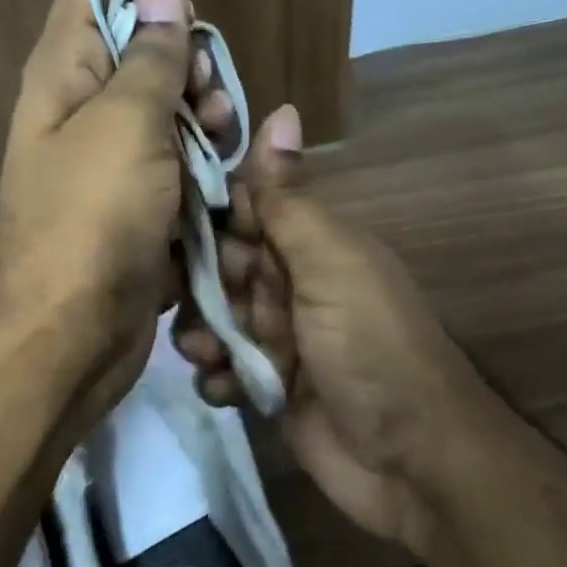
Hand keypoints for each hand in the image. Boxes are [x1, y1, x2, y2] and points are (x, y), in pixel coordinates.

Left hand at [0, 0, 232, 419]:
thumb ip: (148, 58)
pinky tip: (223, 189)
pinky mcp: (140, 212)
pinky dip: (204, 174)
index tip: (185, 26)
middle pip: (143, 60)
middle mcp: (82, 116)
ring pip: (170, 120)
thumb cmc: (91, 219)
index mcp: (63, 77)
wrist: (70, 337)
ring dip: (205, 126)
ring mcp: (113, 168)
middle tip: (208, 103)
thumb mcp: (125, 124)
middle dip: (188, 71)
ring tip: (222, 146)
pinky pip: (179, 173)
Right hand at [173, 106, 488, 556]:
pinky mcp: (272, 388)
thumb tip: (281, 108)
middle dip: (195, 281)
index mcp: (311, 244)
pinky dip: (220, 378)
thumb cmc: (370, 346)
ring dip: (202, 333)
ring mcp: (282, 339)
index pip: (244, 210)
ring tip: (207, 353)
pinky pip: (227, 371)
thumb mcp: (330, 263)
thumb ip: (291, 199)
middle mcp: (293, 285)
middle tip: (179, 297)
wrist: (411, 457)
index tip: (155, 216)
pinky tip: (227, 390)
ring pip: (217, 319)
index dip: (204, 212)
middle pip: (221, 267)